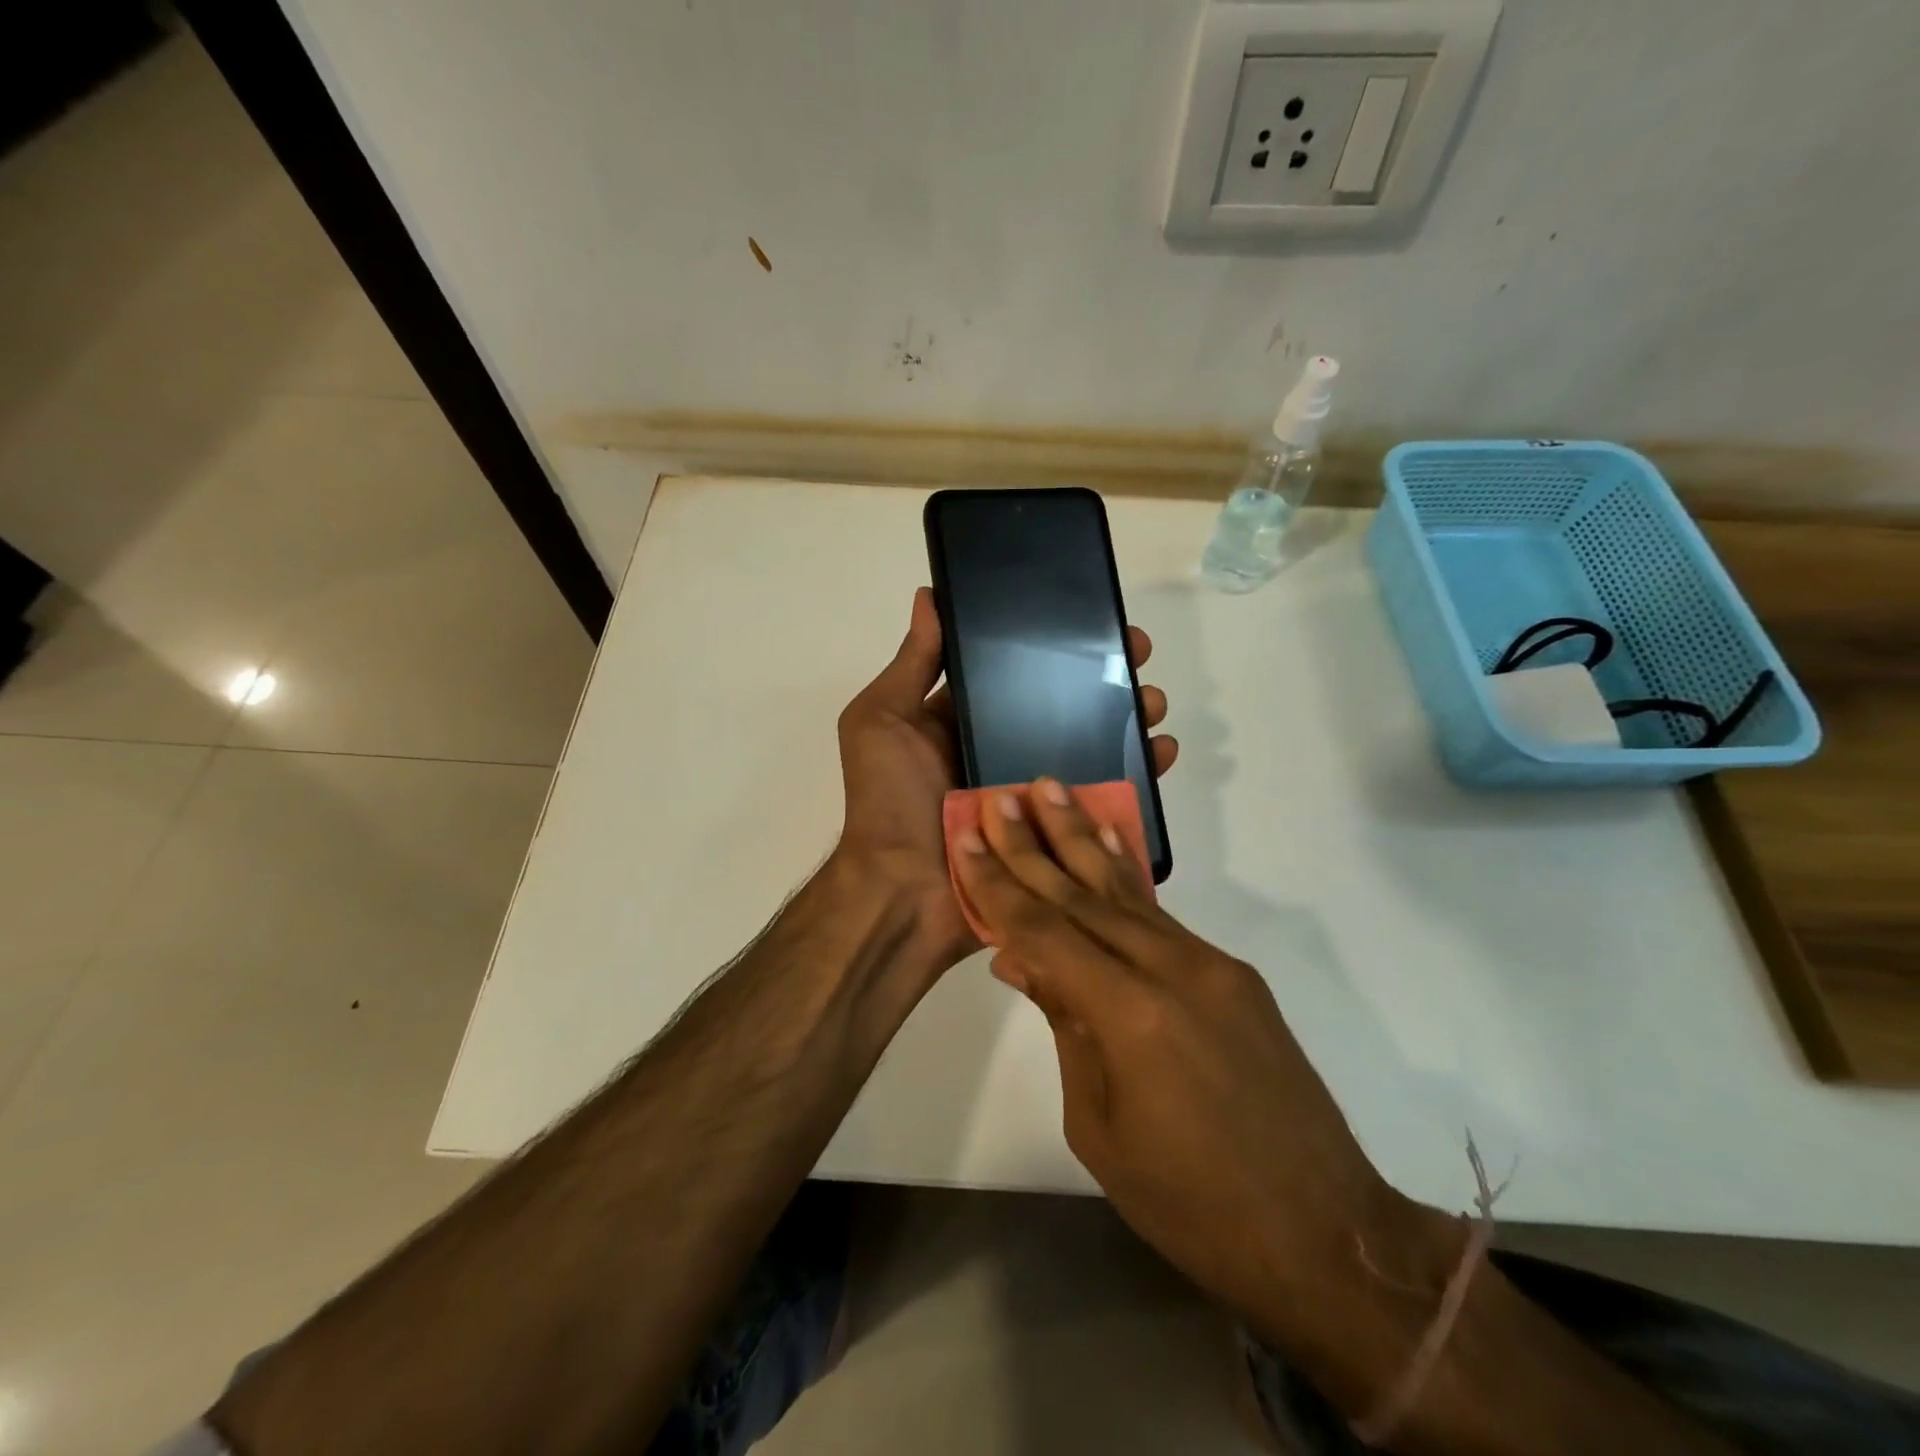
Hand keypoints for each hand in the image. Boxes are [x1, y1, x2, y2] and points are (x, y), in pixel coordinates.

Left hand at [834, 588, 1177, 970]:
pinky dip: (1138, 776)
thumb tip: (930, 596)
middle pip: (1063, 708)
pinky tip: (1162, 752)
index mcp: (963, 724)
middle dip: (1103, 679)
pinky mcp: (1057, 833)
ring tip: (1153, 703)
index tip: (1090, 622)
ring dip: (1128, 721)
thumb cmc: (888, 801)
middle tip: (1137, 657)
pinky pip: (1104, 799)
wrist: (904, 893)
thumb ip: (911, 665)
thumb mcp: (881, 721)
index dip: (1051, 648)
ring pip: (1092, 748)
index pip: (1015, 674)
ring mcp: (1033, 794)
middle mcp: (1001, 753)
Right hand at [949, 782, 1446, 1355]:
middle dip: (1034, 845)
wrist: (1323, 1232)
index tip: (968, 838)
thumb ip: (1065, 1026)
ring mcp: (1210, 965)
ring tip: (1052, 791)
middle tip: (1001, 796)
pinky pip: (1162, 917)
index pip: (1045, 931)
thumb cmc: (1191, 1203)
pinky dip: (1127, 877)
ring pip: (1127, 892)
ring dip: (1083, 839)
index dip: (1000, 884)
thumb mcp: (1099, 1126)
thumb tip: (1023, 960)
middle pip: (1083, 896)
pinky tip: (1107, 844)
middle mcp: (1171, 969)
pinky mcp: (1233, 973)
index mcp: (1130, 1015)